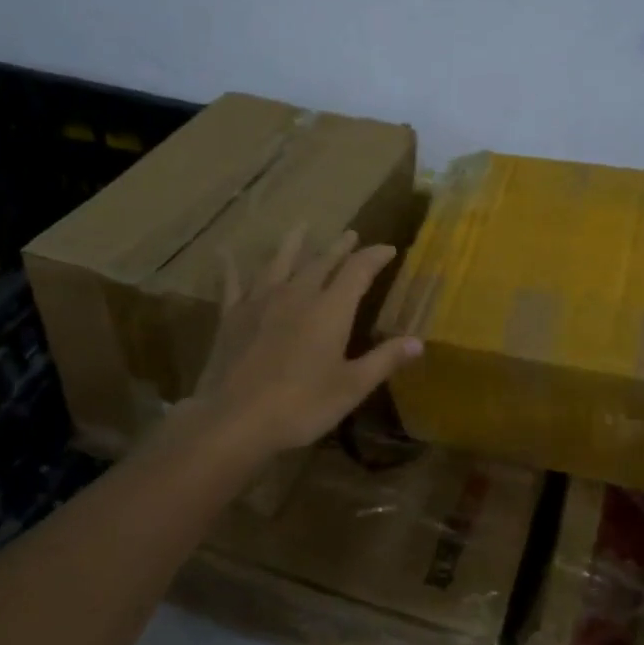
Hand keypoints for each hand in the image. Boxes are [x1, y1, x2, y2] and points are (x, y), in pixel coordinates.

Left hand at [192, 226, 422, 454]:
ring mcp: (260, 302)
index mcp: (330, 310)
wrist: (235, 419)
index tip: (388, 249)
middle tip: (350, 234)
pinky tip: (225, 253)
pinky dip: (232, 266)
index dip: (374, 257)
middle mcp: (297, 295)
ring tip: (302, 226)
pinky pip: (233, 283)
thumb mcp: (351, 387)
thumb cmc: (301, 406)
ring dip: (294, 243)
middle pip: (321, 262)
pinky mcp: (232, 316)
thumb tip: (418, 342)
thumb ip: (384, 360)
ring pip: (280, 263)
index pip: (358, 271)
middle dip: (339, 247)